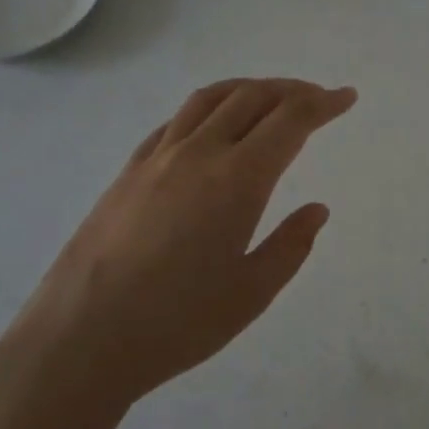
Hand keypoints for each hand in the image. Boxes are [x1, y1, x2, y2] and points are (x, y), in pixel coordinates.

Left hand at [0, 78, 355, 428]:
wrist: (81, 339)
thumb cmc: (177, 324)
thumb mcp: (252, 292)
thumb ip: (290, 245)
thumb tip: (316, 209)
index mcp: (237, 180)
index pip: (290, 121)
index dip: (323, 104)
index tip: (346, 98)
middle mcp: (198, 154)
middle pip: (252, 97)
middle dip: (292, 90)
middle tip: (317, 98)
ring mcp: (157, 158)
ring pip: (209, 99)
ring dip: (248, 89)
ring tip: (269, 98)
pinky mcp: (127, 172)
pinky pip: (174, 121)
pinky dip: (206, 109)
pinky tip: (210, 128)